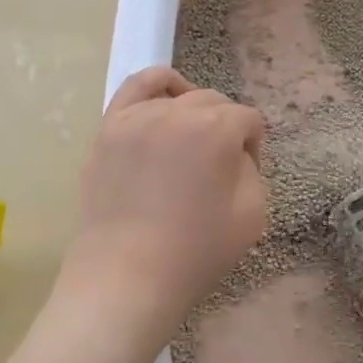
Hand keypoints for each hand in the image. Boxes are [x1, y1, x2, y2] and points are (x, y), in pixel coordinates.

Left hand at [61, 67, 266, 320]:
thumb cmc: (196, 251)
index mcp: (216, 129)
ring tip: (192, 138)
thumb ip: (252, 170)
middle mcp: (176, 111)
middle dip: (226, 129)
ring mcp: (136, 116)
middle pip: (214, 103)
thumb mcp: (253, 214)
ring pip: (177, 94)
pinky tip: (165, 102)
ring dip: (194, 111)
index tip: (247, 175)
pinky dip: (157, 87)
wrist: (127, 276)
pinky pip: (135, 88)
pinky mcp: (108, 129)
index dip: (254, 147)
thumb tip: (235, 153)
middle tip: (219, 167)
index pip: (248, 120)